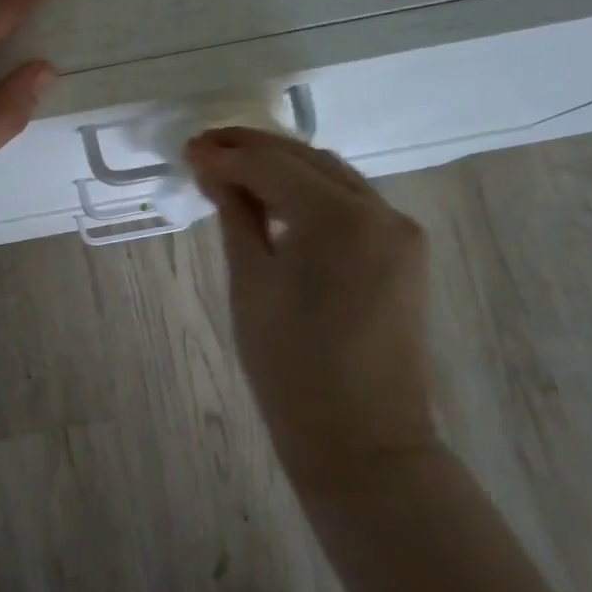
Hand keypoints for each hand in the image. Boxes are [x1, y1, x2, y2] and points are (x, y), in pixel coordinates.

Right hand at [188, 128, 437, 488]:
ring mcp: (400, 231)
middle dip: (253, 150)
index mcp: (340, 219)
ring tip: (232, 171)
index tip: (188, 149)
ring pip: (331, 176)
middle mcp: (380, 211)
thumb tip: (212, 170)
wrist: (361, 441)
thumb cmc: (291, 367)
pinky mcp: (404, 252)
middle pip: (307, 159)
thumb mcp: (251, 283)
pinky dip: (310, 192)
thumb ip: (235, 215)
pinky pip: (350, 202)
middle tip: (204, 149)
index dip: (226, 155)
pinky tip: (276, 200)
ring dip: (282, 167)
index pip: (273, 166)